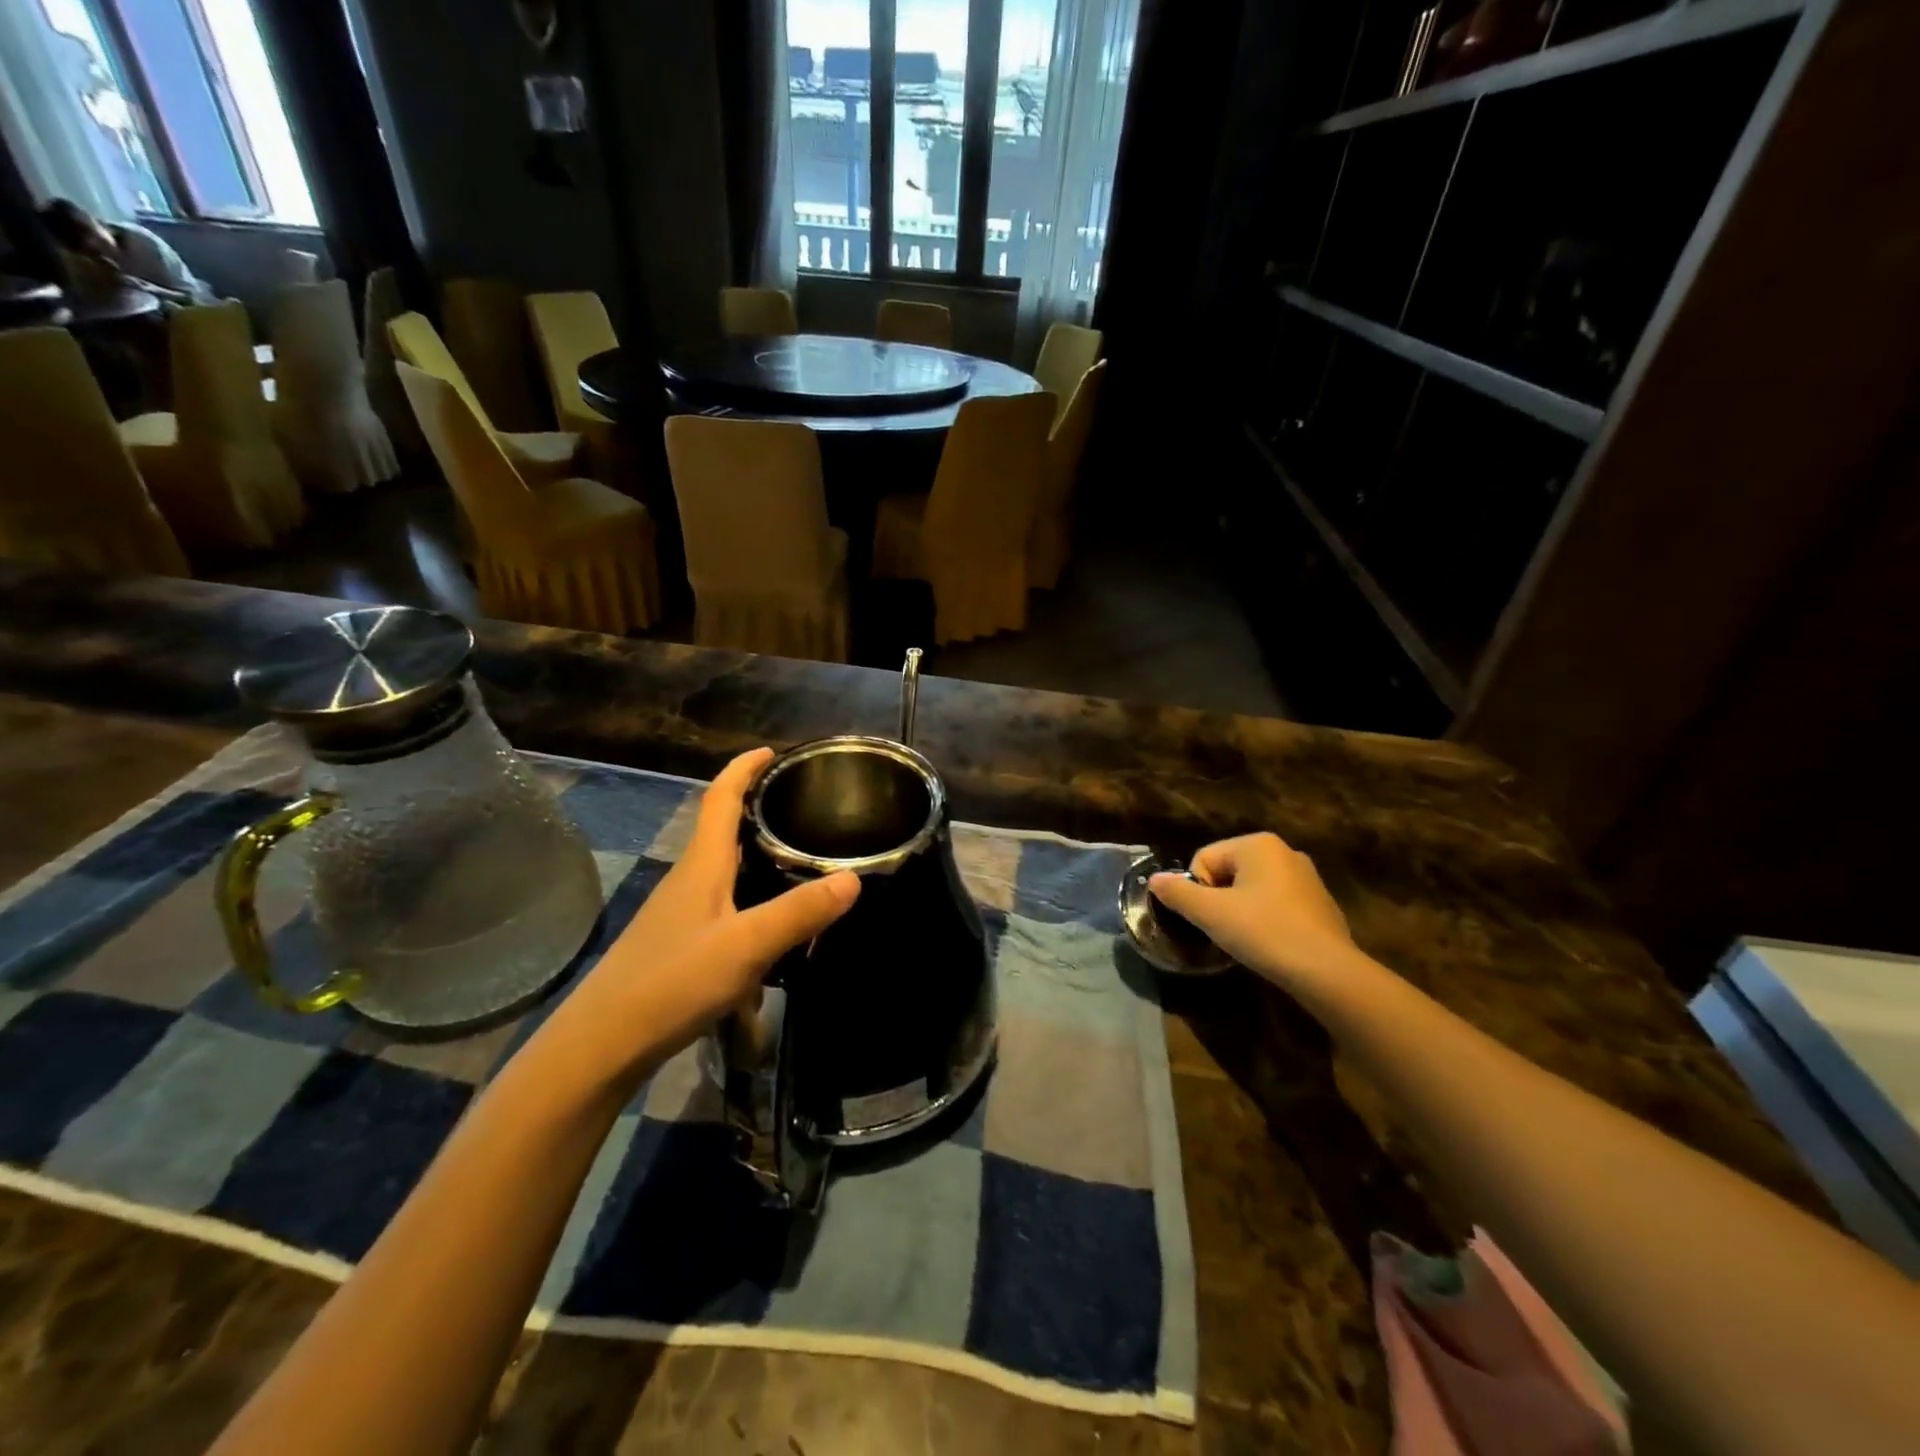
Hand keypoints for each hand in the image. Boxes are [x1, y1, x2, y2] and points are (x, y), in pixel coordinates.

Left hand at [533, 748, 859, 1091]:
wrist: (604, 1043)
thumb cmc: (674, 981)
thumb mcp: (747, 945)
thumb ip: (800, 912)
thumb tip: (853, 878)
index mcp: (702, 864)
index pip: (721, 798)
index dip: (744, 768)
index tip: (772, 751)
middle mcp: (689, 879)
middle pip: (723, 829)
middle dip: (758, 809)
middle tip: (803, 807)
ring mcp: (681, 913)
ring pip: (725, 869)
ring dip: (757, 856)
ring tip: (800, 860)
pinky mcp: (681, 944)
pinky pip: (725, 905)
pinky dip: (752, 900)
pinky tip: (775, 930)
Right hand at [1149, 833, 1356, 992]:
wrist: (1326, 971)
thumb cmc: (1263, 931)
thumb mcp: (1210, 913)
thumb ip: (1177, 893)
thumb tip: (1154, 879)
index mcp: (1258, 844)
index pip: (1205, 859)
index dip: (1198, 890)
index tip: (1208, 917)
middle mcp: (1285, 852)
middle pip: (1229, 872)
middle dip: (1220, 899)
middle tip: (1224, 929)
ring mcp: (1307, 878)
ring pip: (1253, 890)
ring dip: (1242, 911)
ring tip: (1246, 939)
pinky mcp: (1321, 905)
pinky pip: (1278, 906)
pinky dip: (1267, 921)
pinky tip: (1271, 944)